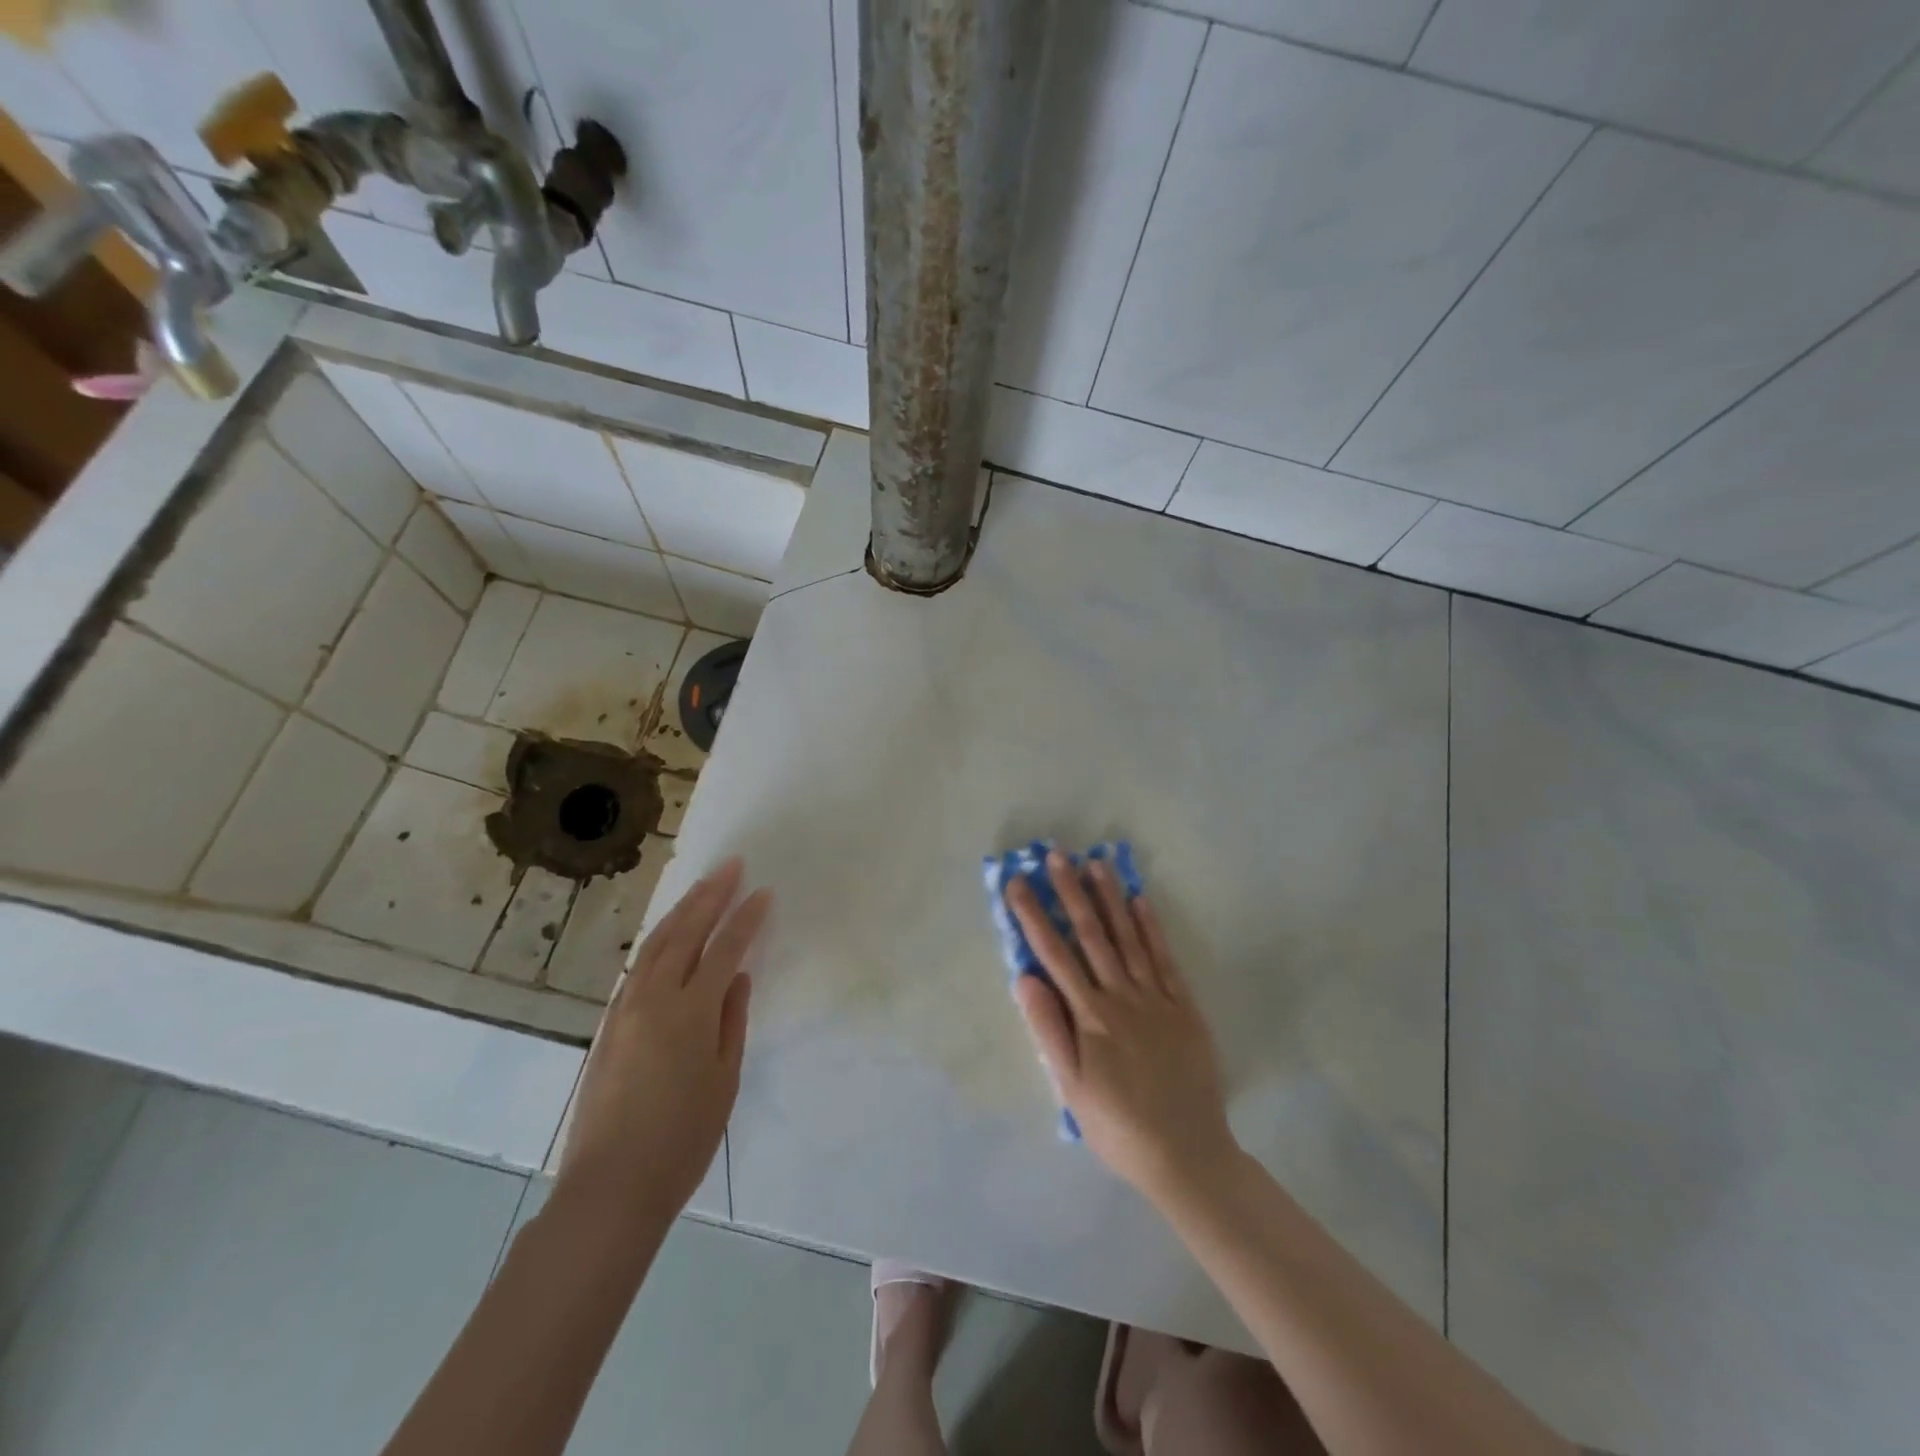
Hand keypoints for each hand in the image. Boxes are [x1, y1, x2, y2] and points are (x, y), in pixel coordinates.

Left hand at [558, 858, 769, 1220]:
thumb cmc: (682, 1140)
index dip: (747, 919)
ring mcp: (625, 1010)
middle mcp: (654, 999)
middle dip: (710, 895)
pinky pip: (637, 968)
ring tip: (702, 886)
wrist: (610, 1188)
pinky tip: (668, 935)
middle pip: (685, 933)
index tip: (764, 892)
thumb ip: (731, 1022)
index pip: (725, 950)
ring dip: (681, 911)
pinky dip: (658, 940)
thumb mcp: (723, 1080)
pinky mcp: (608, 1025)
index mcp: (690, 1012)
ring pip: (655, 945)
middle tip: (731, 866)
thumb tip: (736, 979)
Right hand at [1007, 853, 1237, 1203]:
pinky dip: (1152, 928)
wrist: (1187, 1154)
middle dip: (1071, 893)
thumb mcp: (1071, 1087)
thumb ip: (1048, 1030)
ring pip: (1129, 938)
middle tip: (1057, 856)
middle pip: (1092, 935)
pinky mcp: (1184, 1007)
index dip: (1034, 916)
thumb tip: (1024, 977)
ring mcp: (1156, 998)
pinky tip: (1140, 901)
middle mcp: (1122, 996)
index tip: (1018, 884)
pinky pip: (1165, 958)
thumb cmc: (1118, 1125)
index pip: (1055, 955)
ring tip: (1096, 864)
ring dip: (1110, 899)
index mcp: (1090, 1015)